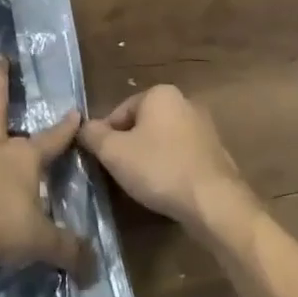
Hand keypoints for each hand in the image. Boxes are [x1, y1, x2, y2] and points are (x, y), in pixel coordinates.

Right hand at [79, 84, 255, 235]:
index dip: (105, 137)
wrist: (214, 202)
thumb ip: (93, 135)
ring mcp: (203, 127)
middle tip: (119, 173)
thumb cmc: (159, 168)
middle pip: (141, 124)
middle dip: (128, 147)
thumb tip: (83, 127)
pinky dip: (169, 167)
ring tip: (141, 184)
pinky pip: (180, 155)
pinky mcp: (215, 152)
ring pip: (161, 140)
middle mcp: (184, 102)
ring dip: (148, 158)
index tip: (101, 161)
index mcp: (160, 94)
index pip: (119, 112)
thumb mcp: (114, 152)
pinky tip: (165, 188)